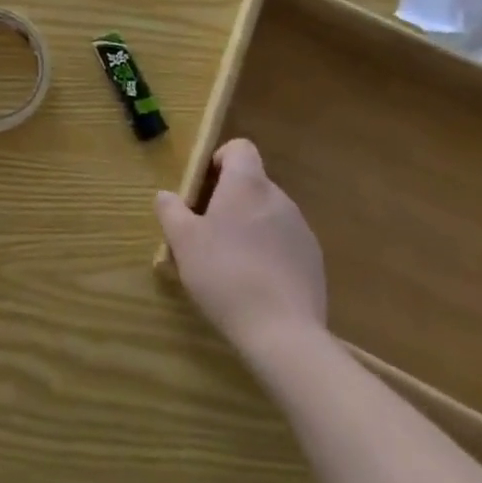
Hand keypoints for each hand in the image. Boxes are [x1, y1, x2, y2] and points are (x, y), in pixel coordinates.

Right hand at [156, 138, 326, 349]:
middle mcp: (278, 198)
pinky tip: (258, 284)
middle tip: (209, 231)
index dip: (221, 159)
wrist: (283, 334)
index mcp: (247, 184)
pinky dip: (271, 252)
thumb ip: (170, 210)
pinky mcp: (315, 262)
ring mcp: (301, 230)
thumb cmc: (225, 275)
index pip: (240, 148)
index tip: (205, 187)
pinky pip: (286, 243)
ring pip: (269, 214)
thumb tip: (166, 195)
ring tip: (233, 262)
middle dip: (231, 199)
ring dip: (251, 226)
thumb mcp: (182, 241)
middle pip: (253, 183)